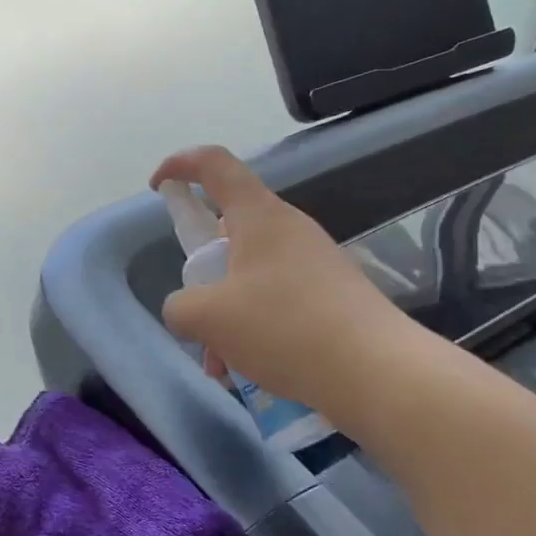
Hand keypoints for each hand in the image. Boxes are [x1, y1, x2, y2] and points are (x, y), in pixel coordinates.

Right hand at [151, 145, 398, 411]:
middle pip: (230, 230)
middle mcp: (289, 228)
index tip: (158, 188)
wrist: (378, 371)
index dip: (180, 165)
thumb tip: (186, 309)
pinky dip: (254, 327)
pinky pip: (277, 299)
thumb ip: (180, 307)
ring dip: (226, 312)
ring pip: (251, 275)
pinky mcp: (332, 294)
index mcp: (258, 215)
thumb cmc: (284, 327)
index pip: (214, 164)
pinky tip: (250, 371)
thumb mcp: (208, 318)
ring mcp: (315, 261)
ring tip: (220, 363)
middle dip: (203, 272)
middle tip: (195, 311)